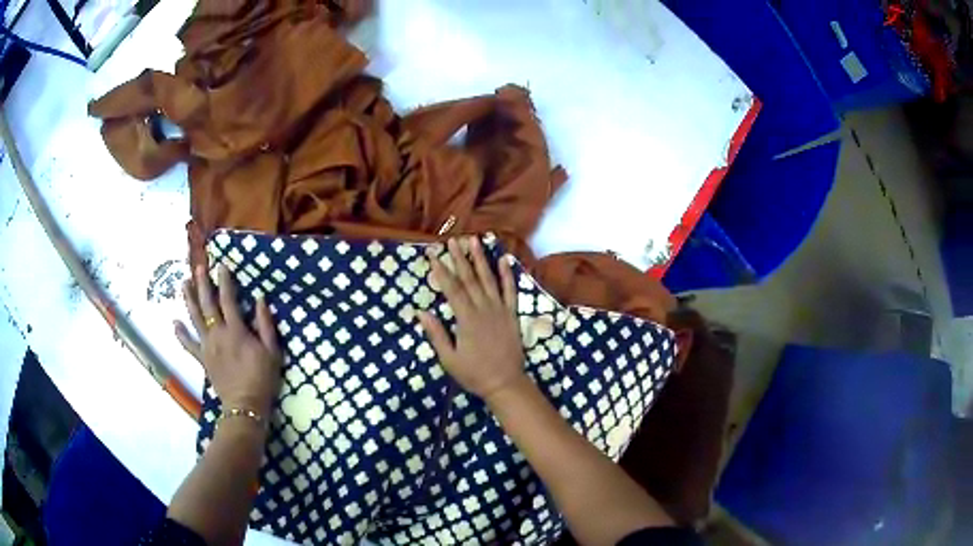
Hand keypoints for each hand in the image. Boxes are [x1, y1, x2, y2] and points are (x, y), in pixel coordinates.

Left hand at [175, 264, 281, 416]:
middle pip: (207, 304)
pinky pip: (189, 345)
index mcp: (236, 331)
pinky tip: (174, 323)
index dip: (225, 281)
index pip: (228, 299)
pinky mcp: (202, 359)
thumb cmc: (262, 379)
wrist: (245, 406)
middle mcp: (218, 334)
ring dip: (188, 300)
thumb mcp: (272, 351)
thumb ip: (265, 325)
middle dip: (202, 284)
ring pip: (195, 319)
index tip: (222, 265)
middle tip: (198, 267)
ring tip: (184, 283)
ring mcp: (207, 346)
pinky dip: (181, 334)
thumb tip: (260, 300)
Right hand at [418, 237, 525, 401]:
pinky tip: (505, 260)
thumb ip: (436, 334)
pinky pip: (510, 291)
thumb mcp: (449, 359)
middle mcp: (484, 309)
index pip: (452, 289)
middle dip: (459, 258)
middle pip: (469, 279)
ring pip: (489, 279)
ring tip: (474, 241)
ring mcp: (500, 310)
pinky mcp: (512, 314)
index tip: (433, 255)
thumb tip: (421, 312)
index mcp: (466, 319)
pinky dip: (508, 275)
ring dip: (481, 259)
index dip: (441, 271)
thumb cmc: (474, 373)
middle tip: (452, 240)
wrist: (505, 383)